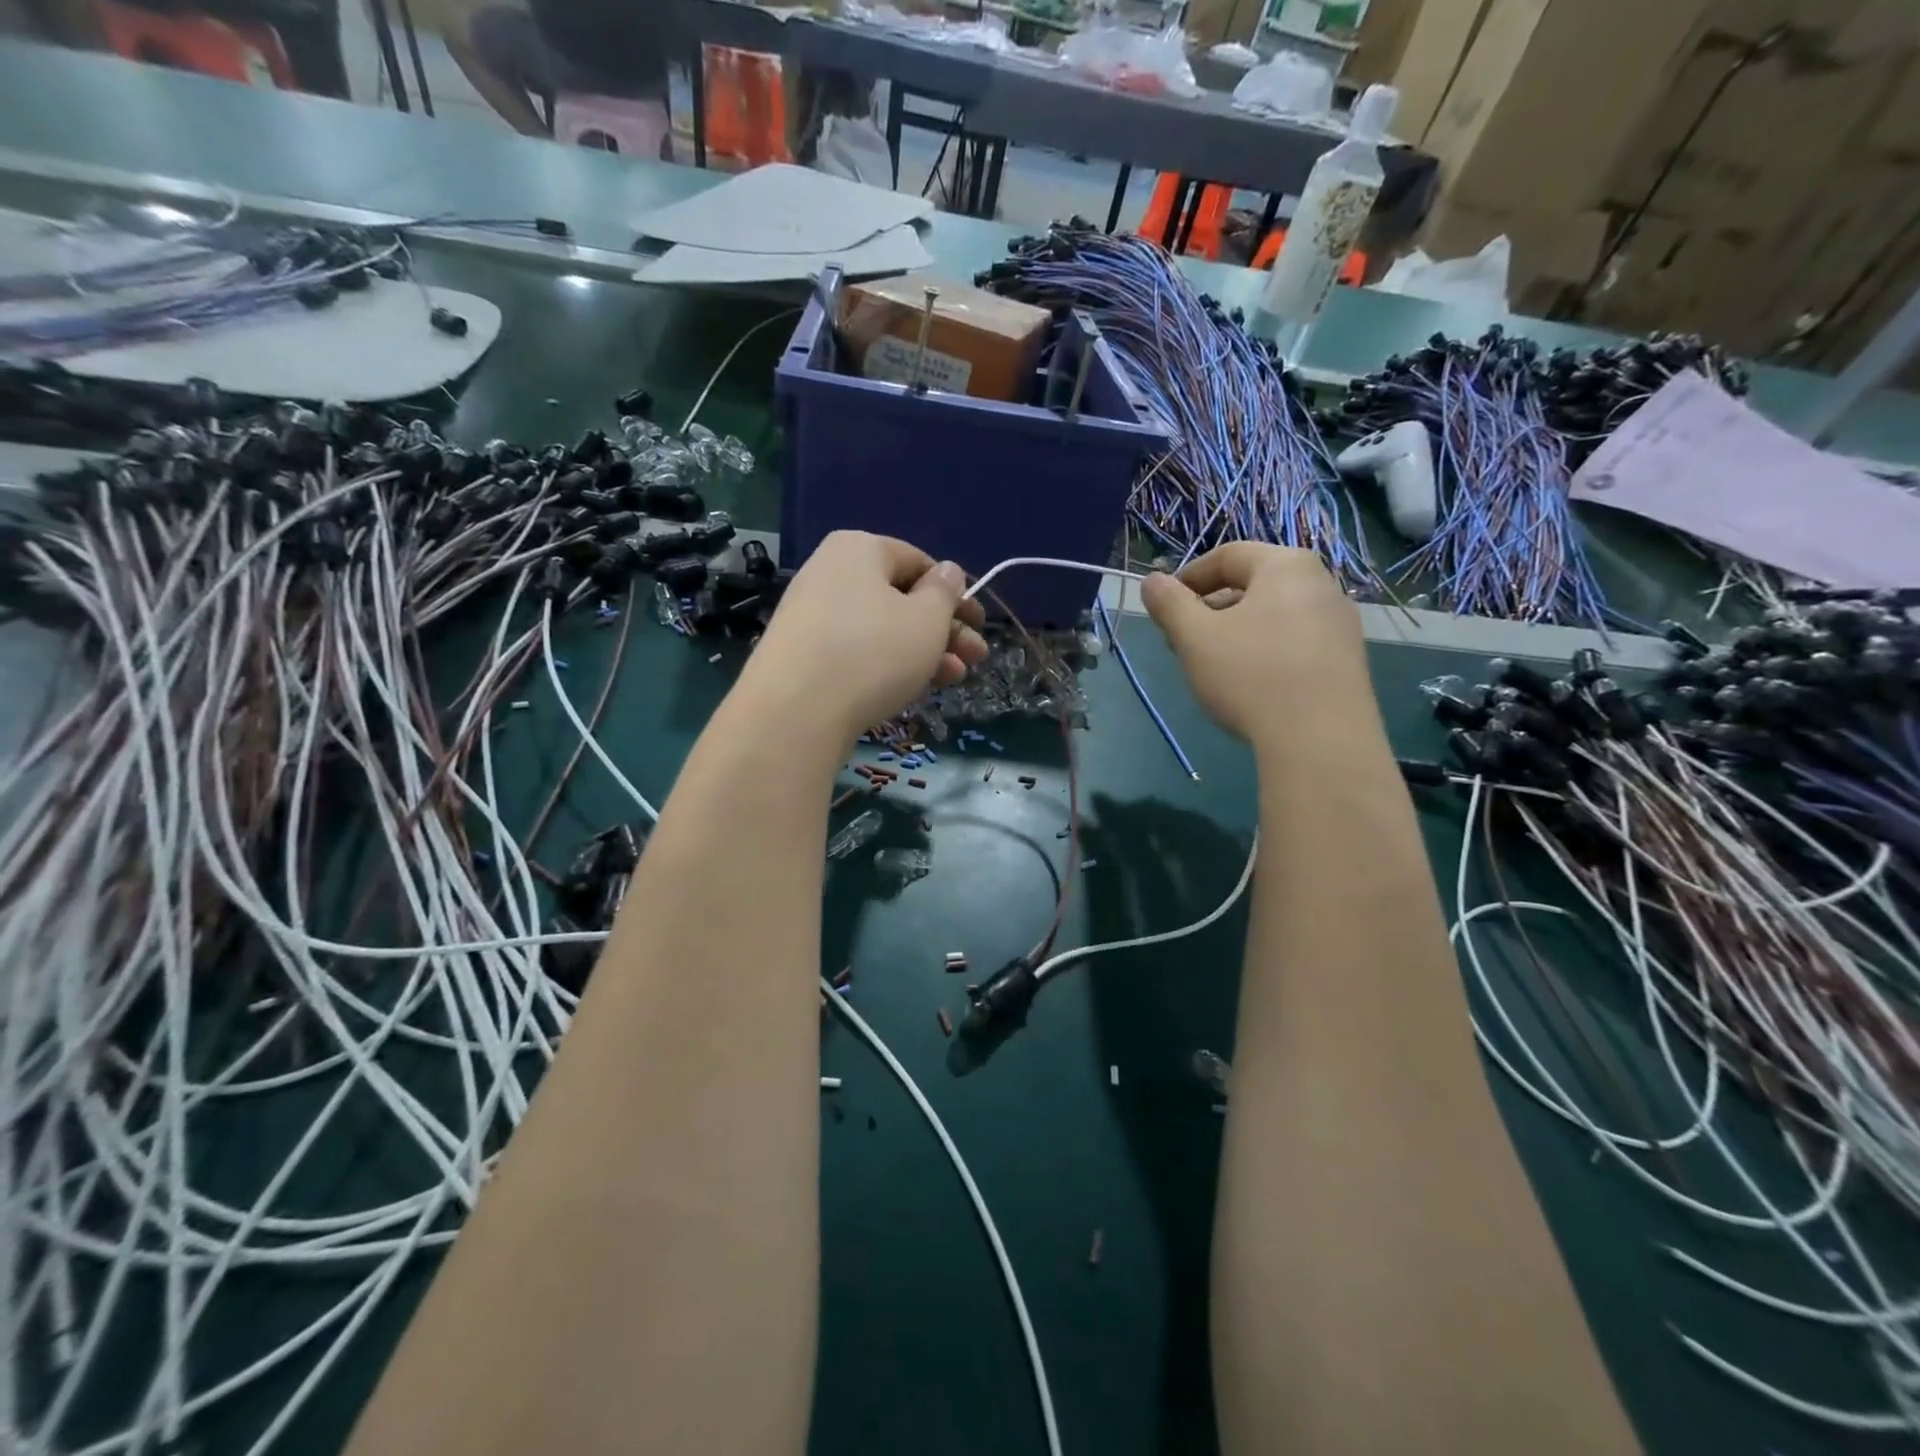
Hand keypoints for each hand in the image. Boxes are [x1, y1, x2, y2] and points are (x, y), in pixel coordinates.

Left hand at [742, 531, 987, 745]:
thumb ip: (945, 592)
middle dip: (945, 629)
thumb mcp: (927, 620)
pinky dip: (889, 663)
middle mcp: (830, 571)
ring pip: (882, 627)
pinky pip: (857, 649)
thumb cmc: (873, 652)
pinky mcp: (802, 652)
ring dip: (924, 651)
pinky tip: (914, 688)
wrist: (794, 711)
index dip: (955, 594)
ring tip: (955, 679)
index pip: (919, 561)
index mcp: (860, 548)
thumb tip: (948, 571)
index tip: (979, 624)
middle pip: (901, 597)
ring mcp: (811, 613)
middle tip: (977, 658)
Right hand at [1141, 543, 1370, 745]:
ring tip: (1212, 665)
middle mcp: (1321, 583)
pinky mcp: (1348, 659)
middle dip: (1211, 608)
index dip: (1188, 577)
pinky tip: (1249, 684)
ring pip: (1274, 615)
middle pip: (1253, 584)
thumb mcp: (1195, 638)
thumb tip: (1151, 582)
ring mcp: (1340, 623)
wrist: (1321, 740)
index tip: (1164, 607)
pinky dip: (1265, 651)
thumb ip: (1170, 605)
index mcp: (1285, 565)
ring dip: (1236, 632)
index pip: (1228, 555)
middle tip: (1182, 641)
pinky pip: (1295, 641)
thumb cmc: (1251, 675)